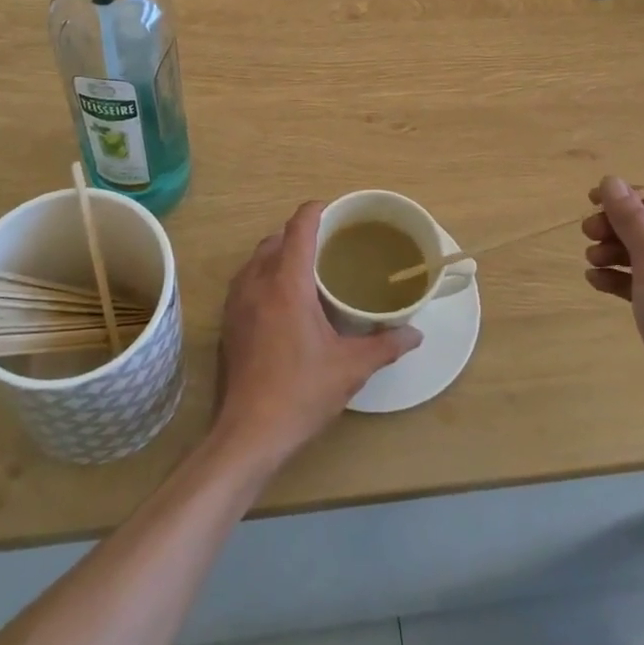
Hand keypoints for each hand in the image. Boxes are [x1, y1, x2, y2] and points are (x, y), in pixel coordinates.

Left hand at [211, 202, 420, 466]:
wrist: (248, 433)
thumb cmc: (301, 392)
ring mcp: (237, 302)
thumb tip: (415, 334)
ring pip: (257, 258)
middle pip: (276, 238)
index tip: (336, 211)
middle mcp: (257, 282)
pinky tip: (283, 300)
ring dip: (279, 253)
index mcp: (287, 283)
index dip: (316, 211)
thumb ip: (385, 345)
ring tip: (307, 268)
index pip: (299, 228)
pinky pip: (246, 280)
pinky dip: (265, 275)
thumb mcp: (351, 368)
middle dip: (300, 233)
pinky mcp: (228, 322)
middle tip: (330, 244)